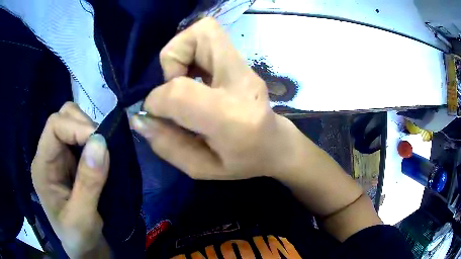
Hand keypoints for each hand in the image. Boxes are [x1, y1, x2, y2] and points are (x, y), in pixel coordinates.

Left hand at [31, 102, 110, 257]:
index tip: (102, 142)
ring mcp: (59, 157)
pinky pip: (82, 137)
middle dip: (84, 125)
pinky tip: (101, 154)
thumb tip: (101, 142)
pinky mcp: (70, 161)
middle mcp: (48, 156)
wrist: (84, 248)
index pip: (54, 127)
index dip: (77, 127)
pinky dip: (94, 139)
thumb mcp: (82, 218)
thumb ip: (88, 183)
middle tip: (104, 146)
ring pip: (72, 122)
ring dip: (90, 131)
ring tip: (103, 152)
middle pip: (62, 117)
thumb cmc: (79, 238)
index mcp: (42, 167)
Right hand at [131, 18, 300, 179]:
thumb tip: (139, 118)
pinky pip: (209, 37)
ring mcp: (246, 67)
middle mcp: (243, 82)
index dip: (157, 100)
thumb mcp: (201, 168)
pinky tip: (193, 76)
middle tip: (173, 89)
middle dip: (171, 61)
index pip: (180, 92)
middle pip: (199, 37)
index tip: (156, 115)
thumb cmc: (243, 163)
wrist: (276, 146)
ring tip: (184, 81)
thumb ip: (167, 145)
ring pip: (204, 30)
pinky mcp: (243, 61)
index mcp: (234, 120)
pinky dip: (190, 51)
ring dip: (180, 53)